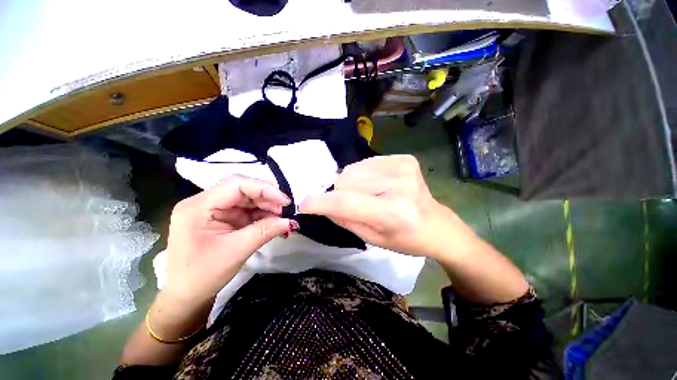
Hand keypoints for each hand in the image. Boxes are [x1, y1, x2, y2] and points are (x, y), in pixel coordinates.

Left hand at [163, 175, 293, 306]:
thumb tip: (290, 221)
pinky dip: (261, 216)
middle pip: (242, 190)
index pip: (236, 185)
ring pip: (246, 200)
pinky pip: (245, 211)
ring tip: (281, 218)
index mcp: (199, 206)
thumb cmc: (203, 275)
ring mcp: (213, 211)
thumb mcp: (237, 251)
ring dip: (266, 207)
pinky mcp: (221, 219)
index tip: (285, 201)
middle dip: (267, 199)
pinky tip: (273, 222)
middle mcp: (205, 202)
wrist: (187, 297)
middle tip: (286, 211)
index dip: (264, 189)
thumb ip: (265, 231)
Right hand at [300, 155, 476, 258]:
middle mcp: (399, 184)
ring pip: (353, 170)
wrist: (437, 225)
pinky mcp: (403, 158)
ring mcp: (402, 166)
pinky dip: (361, 175)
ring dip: (348, 183)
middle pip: (347, 182)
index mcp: (393, 212)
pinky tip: (373, 185)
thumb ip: (344, 220)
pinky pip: (366, 163)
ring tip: (362, 195)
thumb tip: (321, 205)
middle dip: (337, 193)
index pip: (346, 202)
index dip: (320, 202)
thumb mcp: (372, 239)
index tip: (304, 204)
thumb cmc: (406, 239)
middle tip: (344, 204)